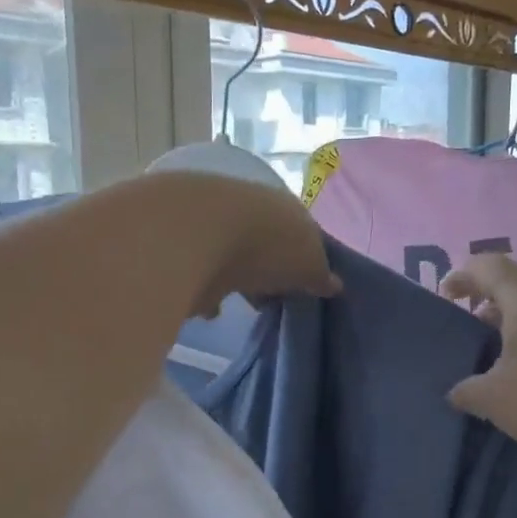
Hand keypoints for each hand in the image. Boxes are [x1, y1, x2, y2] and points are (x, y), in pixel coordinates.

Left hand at [152, 173, 340, 317]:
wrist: (197, 235)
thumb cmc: (267, 246)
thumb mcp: (309, 265)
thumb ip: (320, 276)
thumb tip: (334, 284)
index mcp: (285, 207)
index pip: (302, 232)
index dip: (306, 259)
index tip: (307, 286)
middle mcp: (249, 208)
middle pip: (265, 242)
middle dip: (269, 268)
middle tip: (275, 298)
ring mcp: (213, 224)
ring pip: (231, 254)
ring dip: (236, 277)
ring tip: (242, 305)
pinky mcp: (183, 246)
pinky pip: (201, 272)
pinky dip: (206, 289)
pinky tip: (211, 310)